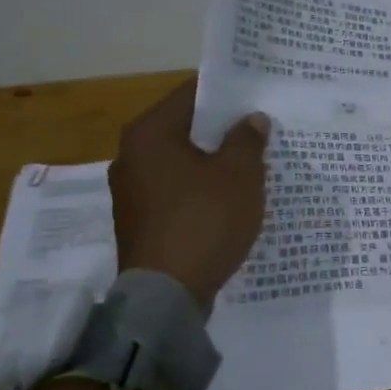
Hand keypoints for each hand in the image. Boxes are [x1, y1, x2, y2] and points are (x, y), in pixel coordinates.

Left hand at [108, 78, 269, 303]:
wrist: (167, 296)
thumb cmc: (204, 220)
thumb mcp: (239, 174)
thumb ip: (247, 139)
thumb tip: (251, 119)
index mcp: (149, 133)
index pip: (191, 94)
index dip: (227, 93)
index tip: (256, 95)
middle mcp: (131, 155)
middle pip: (184, 128)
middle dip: (222, 130)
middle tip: (260, 130)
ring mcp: (130, 191)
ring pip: (180, 161)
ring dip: (212, 161)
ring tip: (250, 164)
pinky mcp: (139, 221)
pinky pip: (175, 190)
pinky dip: (199, 189)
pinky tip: (228, 199)